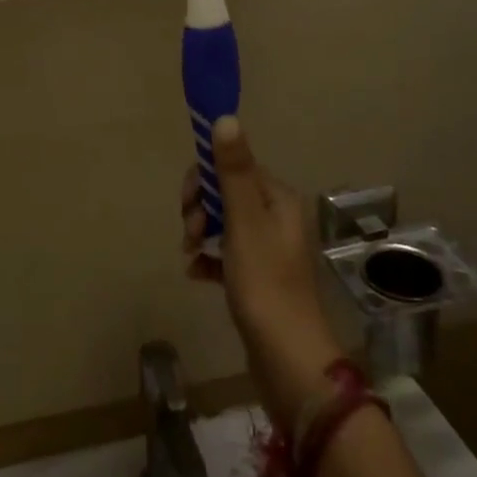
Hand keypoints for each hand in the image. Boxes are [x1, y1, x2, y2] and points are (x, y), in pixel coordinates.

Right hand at [183, 117, 346, 429]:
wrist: (288, 359)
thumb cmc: (264, 283)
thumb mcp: (244, 221)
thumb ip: (233, 170)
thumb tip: (225, 117)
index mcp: (278, 199)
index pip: (234, 167)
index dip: (205, 179)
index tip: (188, 203)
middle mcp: (277, 218)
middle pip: (227, 194)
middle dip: (201, 208)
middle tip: (190, 233)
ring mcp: (269, 250)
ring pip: (224, 223)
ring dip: (201, 232)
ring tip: (189, 254)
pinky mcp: (259, 278)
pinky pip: (226, 254)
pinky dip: (209, 258)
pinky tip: (196, 273)